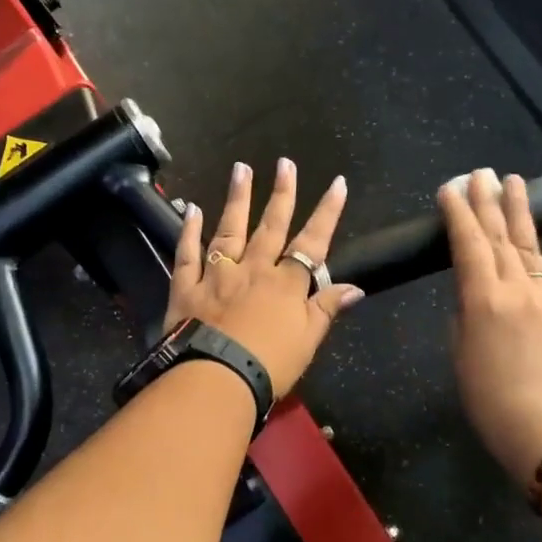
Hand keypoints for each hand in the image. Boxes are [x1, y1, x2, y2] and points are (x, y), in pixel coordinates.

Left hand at [166, 158, 364, 397]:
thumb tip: (355, 286)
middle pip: (270, 226)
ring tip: (241, 168)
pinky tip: (192, 209)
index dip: (327, 213)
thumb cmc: (268, 365)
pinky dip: (189, 231)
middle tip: (285, 163)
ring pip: (229, 230)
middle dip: (281, 193)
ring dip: (237, 198)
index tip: (337, 183)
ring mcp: (217, 275)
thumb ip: (327, 309)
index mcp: (285, 284)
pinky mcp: (186, 287)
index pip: (312, 243)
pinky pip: (187, 254)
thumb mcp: (308, 341)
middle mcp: (253, 270)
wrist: (216, 379)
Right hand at [440, 168, 541, 488]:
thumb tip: (471, 292)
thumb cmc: (490, 400)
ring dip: (519, 210)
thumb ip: (464, 314)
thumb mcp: (461, 354)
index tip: (449, 189)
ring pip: (529, 243)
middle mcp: (517, 288)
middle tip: (479, 173)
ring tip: (512, 180)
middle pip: (499, 236)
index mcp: (484, 300)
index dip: (457, 214)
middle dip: (487, 202)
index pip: (468, 245)